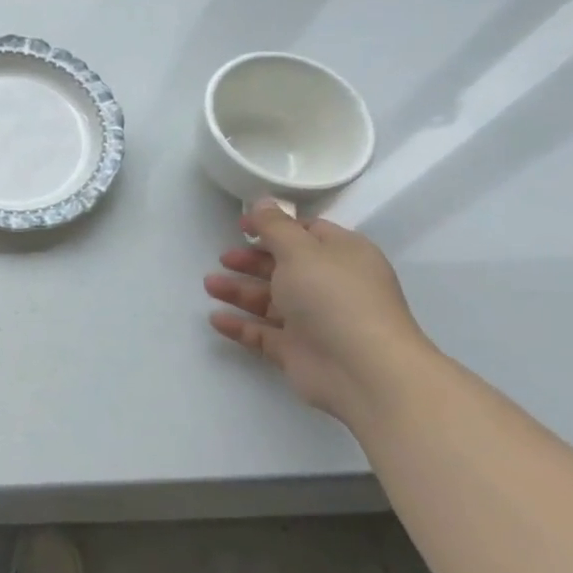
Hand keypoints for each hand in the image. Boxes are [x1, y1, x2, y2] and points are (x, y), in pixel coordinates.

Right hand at [203, 201, 433, 421]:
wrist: (363, 370)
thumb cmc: (333, 297)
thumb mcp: (300, 250)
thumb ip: (275, 226)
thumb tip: (262, 202)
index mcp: (342, 255)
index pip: (307, 233)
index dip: (274, 227)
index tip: (242, 227)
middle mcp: (330, 285)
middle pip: (284, 267)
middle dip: (251, 261)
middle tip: (223, 258)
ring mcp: (314, 320)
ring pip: (270, 300)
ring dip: (239, 291)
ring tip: (209, 285)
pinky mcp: (298, 350)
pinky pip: (262, 333)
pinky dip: (240, 325)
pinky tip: (216, 319)